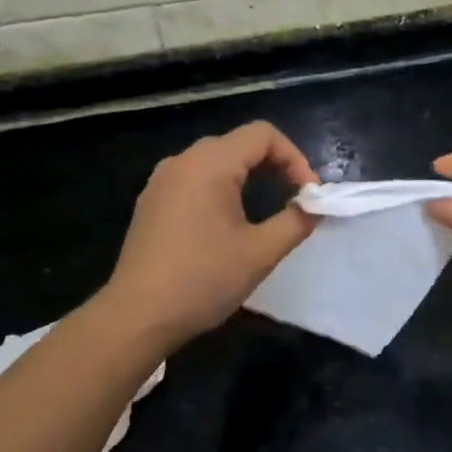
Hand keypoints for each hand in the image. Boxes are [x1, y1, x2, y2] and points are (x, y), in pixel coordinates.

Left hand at [102, 121, 318, 353]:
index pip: (263, 135)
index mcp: (210, 164)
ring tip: (265, 210)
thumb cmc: (203, 280)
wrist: (137, 316)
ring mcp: (161, 180)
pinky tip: (225, 224)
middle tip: (294, 200)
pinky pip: (194, 179)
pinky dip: (220, 188)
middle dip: (273, 166)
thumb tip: (314, 207)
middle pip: (238, 144)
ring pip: (215, 161)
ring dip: (247, 177)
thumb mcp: (261, 253)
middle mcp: (182, 161)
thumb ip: (296, 221)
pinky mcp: (151, 202)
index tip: (308, 194)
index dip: (294, 157)